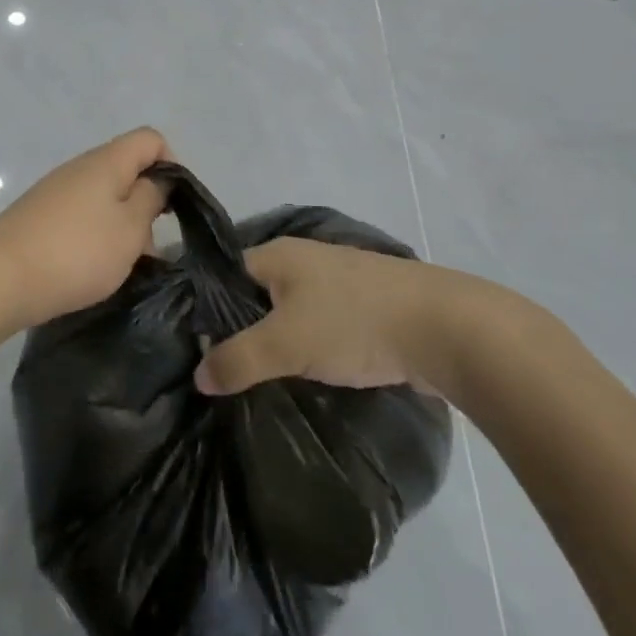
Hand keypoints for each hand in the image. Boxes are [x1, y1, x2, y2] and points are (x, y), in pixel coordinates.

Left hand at [0, 128, 172, 327]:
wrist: (0, 278)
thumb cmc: (77, 251)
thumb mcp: (130, 228)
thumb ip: (151, 198)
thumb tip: (158, 179)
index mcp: (106, 161)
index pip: (150, 139)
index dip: (171, 165)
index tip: (172, 206)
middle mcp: (80, 168)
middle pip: (127, 170)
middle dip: (146, 205)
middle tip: (146, 248)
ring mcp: (56, 192)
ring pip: (105, 199)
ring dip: (122, 227)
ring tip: (120, 266)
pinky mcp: (40, 216)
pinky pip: (82, 217)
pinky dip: (95, 238)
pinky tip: (92, 269)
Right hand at [193, 237, 503, 399]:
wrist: (446, 329)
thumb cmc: (354, 323)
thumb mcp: (285, 343)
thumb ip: (237, 359)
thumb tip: (198, 375)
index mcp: (277, 254)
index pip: (223, 274)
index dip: (203, 307)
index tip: (188, 346)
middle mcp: (303, 260)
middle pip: (254, 294)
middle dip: (237, 330)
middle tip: (219, 371)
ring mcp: (337, 282)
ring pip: (288, 313)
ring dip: (274, 342)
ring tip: (256, 380)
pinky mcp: (364, 307)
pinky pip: (318, 326)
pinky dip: (306, 348)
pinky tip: (302, 376)